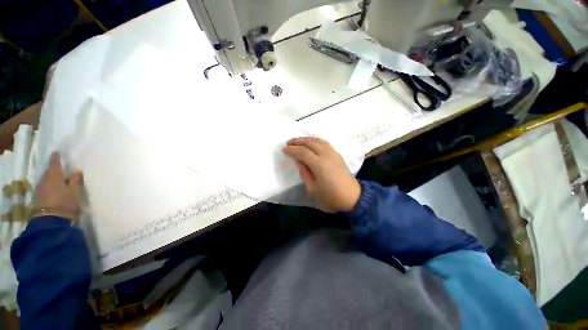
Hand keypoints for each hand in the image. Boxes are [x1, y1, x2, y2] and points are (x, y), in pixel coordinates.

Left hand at [31, 152, 82, 221]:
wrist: (50, 221)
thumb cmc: (65, 202)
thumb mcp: (74, 191)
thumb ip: (75, 180)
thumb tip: (75, 171)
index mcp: (54, 176)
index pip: (55, 164)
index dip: (56, 158)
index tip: (56, 152)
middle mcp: (44, 180)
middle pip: (49, 173)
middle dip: (54, 171)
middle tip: (59, 169)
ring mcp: (39, 190)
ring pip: (46, 181)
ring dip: (51, 180)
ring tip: (57, 181)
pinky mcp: (38, 198)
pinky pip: (44, 188)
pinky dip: (48, 187)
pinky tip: (52, 190)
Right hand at [283, 137, 360, 212]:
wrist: (352, 199)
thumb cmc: (330, 198)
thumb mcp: (312, 189)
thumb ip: (304, 173)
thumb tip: (298, 161)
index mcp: (319, 165)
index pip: (303, 152)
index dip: (292, 150)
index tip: (284, 150)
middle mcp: (327, 155)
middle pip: (310, 143)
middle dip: (298, 141)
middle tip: (288, 142)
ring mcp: (334, 154)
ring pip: (318, 140)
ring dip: (306, 139)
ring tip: (298, 141)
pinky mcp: (338, 155)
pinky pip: (325, 143)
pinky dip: (315, 140)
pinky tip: (312, 143)